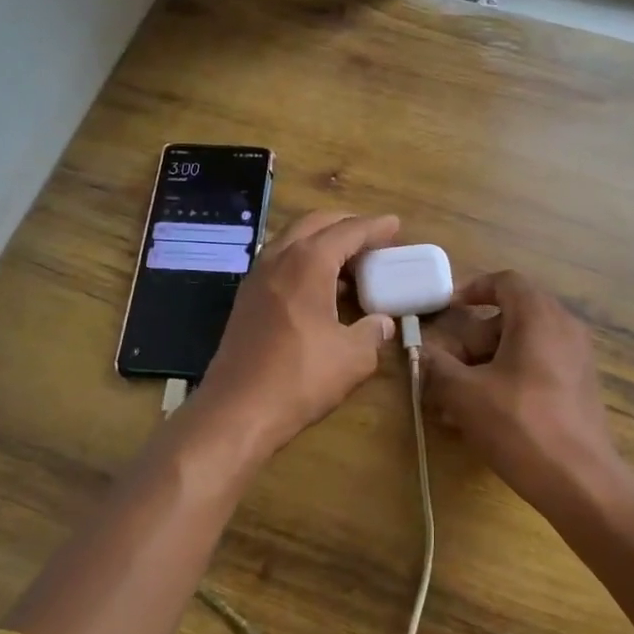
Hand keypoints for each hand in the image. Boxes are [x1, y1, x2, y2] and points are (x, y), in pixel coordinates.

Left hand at [189, 211, 400, 462]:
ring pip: (293, 240)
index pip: (347, 231)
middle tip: (373, 235)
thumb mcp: (353, 357)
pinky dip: (304, 260)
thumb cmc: (300, 378)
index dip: (375, 227)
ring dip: (322, 240)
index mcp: (308, 262)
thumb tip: (382, 323)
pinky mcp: (246, 299)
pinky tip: (321, 286)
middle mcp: (279, 258)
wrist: (237, 410)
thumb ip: (373, 332)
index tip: (396, 225)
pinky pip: (280, 262)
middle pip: (315, 223)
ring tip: (350, 260)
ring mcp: (257, 277)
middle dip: (346, 223)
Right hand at [419, 270, 630, 516]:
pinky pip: (538, 367)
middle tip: (446, 367)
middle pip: (510, 316)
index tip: (446, 309)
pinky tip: (484, 414)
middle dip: (472, 340)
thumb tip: (420, 353)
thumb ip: (437, 366)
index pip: (505, 281)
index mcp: (539, 316)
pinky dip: (509, 378)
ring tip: (456, 399)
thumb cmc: (521, 426)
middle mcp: (564, 327)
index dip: (472, 289)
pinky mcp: (580, 387)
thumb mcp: (465, 394)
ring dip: (486, 364)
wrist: (581, 482)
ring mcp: (577, 358)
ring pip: (522, 346)